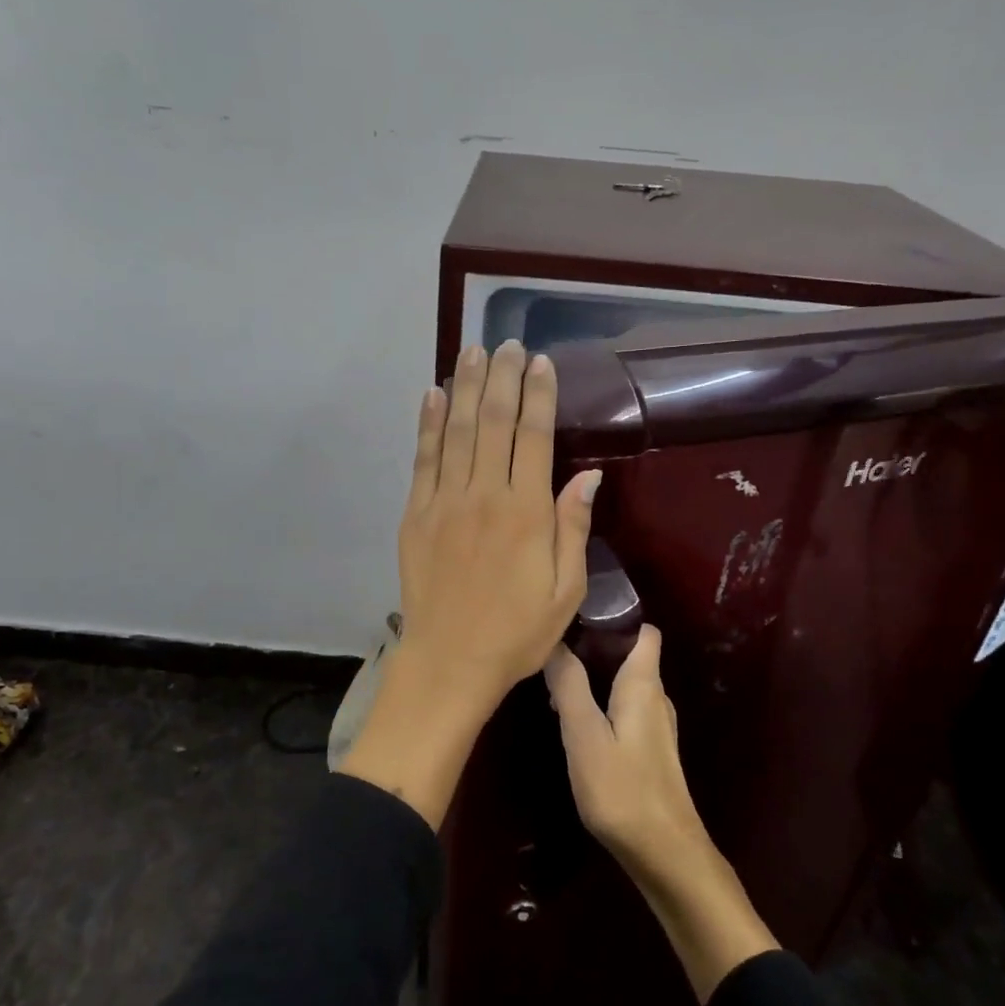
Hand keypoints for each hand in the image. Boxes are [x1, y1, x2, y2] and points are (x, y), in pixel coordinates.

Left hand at [397, 340, 601, 702]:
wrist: (449, 662)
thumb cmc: (518, 632)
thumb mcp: (566, 590)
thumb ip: (573, 528)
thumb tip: (588, 476)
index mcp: (526, 512)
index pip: (533, 437)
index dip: (537, 395)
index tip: (539, 362)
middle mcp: (484, 495)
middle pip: (492, 422)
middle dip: (501, 377)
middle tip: (506, 343)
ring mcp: (444, 502)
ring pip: (455, 431)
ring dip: (464, 387)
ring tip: (471, 351)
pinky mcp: (416, 515)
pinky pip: (423, 459)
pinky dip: (427, 424)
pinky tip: (432, 395)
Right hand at [543, 627, 706, 875]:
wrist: (664, 852)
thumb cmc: (622, 788)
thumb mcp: (583, 734)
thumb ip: (569, 686)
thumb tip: (555, 643)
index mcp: (644, 684)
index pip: (645, 632)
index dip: (617, 618)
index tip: (579, 617)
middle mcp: (656, 698)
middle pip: (631, 657)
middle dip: (595, 650)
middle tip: (554, 654)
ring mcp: (657, 727)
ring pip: (625, 687)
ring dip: (595, 682)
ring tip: (556, 689)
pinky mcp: (652, 752)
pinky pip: (625, 712)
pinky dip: (602, 707)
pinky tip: (576, 726)